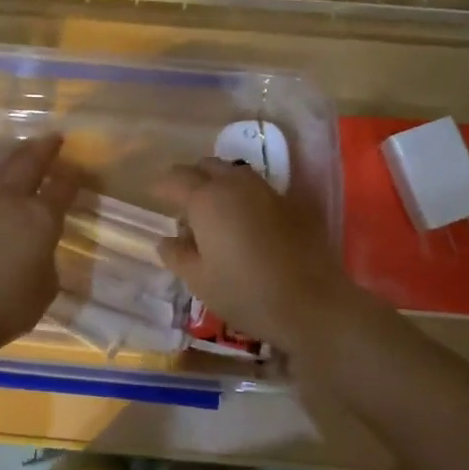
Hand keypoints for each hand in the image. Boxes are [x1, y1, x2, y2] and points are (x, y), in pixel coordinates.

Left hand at [0, 134, 75, 356]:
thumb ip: (46, 259)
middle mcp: (10, 201)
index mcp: (40, 217)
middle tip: (53, 139)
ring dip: (14, 158)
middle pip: (28, 163)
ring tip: (23, 153)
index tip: (78, 169)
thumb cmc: (9, 305)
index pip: (62, 187)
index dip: (73, 177)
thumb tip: (37, 250)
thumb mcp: (46, 286)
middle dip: (42, 149)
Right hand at [154, 157, 361, 353]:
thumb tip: (167, 240)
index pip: (176, 178)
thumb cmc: (245, 293)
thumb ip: (177, 255)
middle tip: (185, 206)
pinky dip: (246, 198)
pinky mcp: (294, 204)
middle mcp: (237, 185)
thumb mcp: (199, 281)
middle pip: (208, 166)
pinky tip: (249, 224)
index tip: (156, 198)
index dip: (162, 187)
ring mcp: (269, 191)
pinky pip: (260, 190)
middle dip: (192, 179)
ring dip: (221, 185)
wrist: (312, 303)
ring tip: (217, 214)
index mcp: (207, 199)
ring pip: (236, 174)